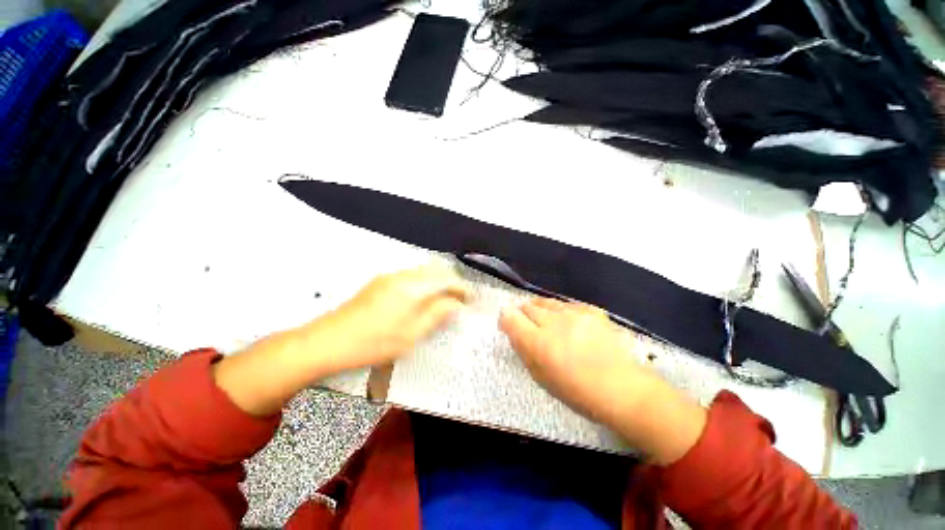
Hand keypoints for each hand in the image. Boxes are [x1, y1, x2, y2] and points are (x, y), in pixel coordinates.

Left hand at [213, 265, 468, 416]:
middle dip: (451, 283)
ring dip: (437, 282)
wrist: (326, 341)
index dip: (462, 288)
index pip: (447, 279)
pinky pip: (410, 276)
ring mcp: (389, 277)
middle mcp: (402, 275)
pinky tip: (421, 300)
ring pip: (423, 272)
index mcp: (412, 287)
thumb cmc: (373, 343)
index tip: (470, 301)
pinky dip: (423, 284)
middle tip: (458, 301)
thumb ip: (437, 315)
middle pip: (436, 270)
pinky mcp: (379, 282)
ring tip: (442, 302)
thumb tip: (456, 303)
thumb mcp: (411, 335)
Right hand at [500, 298, 706, 463]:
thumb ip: (524, 350)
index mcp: (538, 343)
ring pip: (546, 302)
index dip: (506, 318)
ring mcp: (574, 313)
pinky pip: (567, 304)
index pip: (510, 317)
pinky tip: (567, 321)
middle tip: (528, 324)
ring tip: (547, 320)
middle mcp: (553, 322)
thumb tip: (514, 331)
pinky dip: (561, 310)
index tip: (508, 324)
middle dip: (523, 313)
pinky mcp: (591, 310)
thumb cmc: (577, 390)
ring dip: (541, 310)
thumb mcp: (541, 376)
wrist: (623, 388)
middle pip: (528, 306)